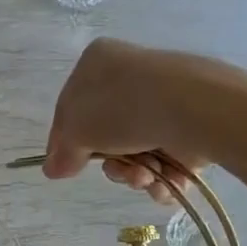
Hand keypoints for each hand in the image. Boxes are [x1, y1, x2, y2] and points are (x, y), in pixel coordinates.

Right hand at [44, 39, 246, 203]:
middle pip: (106, 133)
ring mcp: (163, 99)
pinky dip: (163, 176)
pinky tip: (164, 183)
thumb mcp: (77, 130)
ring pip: (137, 149)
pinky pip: (166, 156)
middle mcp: (130, 76)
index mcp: (98, 62)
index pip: (70, 107)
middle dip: (111, 163)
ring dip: (136, 174)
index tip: (64, 168)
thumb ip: (63, 152)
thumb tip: (53, 169)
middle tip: (117, 172)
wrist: (194, 108)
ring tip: (146, 178)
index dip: (65, 142)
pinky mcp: (191, 123)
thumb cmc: (123, 108)